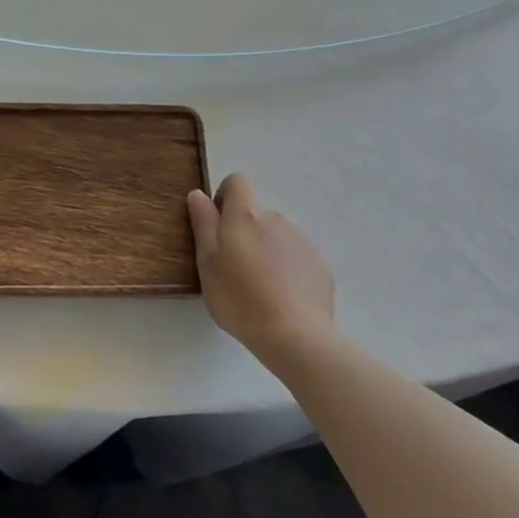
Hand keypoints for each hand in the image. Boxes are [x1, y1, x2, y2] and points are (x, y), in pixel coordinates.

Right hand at [187, 172, 335, 362]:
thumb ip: (203, 224)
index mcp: (245, 216)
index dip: (225, 197)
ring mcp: (301, 240)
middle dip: (244, 233)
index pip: (237, 182)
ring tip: (259, 289)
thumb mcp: (207, 263)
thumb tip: (199, 194)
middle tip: (234, 270)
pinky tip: (282, 299)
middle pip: (255, 214)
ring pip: (276, 236)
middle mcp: (275, 218)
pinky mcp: (319, 264)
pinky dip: (287, 269)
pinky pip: (296, 257)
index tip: (217, 226)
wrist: (295, 334)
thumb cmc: (240, 298)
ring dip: (266, 251)